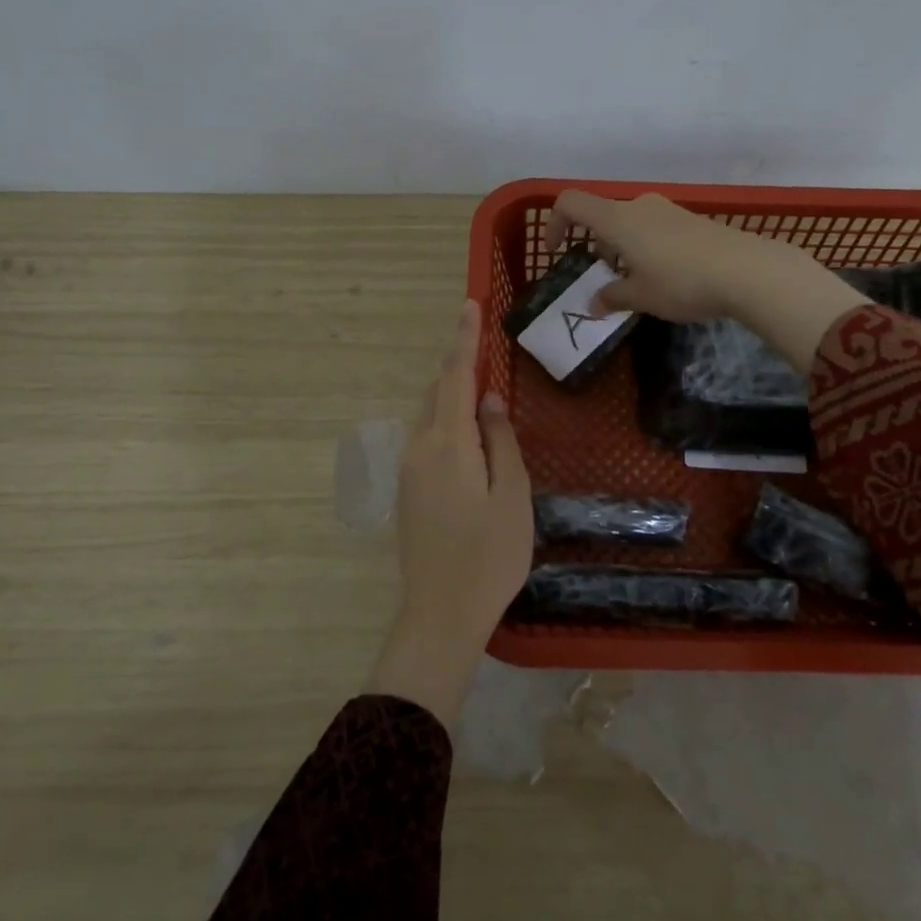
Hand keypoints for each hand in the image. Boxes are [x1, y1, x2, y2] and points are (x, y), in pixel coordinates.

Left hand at [366, 300, 532, 729]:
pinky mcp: (408, 490)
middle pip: (438, 393)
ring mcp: (409, 470)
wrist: (440, 614)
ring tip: (483, 390)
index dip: (464, 340)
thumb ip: (500, 441)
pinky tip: (470, 436)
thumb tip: (490, 399)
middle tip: (486, 347)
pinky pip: (428, 439)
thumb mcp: (512, 495)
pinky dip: (448, 423)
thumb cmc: (489, 556)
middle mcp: (419, 448)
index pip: (455, 377)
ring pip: (431, 416)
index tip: (470, 305)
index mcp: (448, 444)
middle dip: (459, 366)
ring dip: (453, 396)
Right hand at [547, 190, 867, 373]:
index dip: (554, 223)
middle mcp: (639, 206)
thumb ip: (612, 297)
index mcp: (617, 220)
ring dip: (622, 250)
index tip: (557, 252)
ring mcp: (667, 210)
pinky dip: (645, 248)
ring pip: (629, 224)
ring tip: (637, 284)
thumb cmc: (682, 282)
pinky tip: (666, 277)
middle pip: (602, 217)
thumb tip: (593, 304)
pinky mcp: (690, 220)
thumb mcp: (641, 297)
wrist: (748, 271)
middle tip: (606, 280)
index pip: (571, 203)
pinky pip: (654, 229)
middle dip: (596, 247)